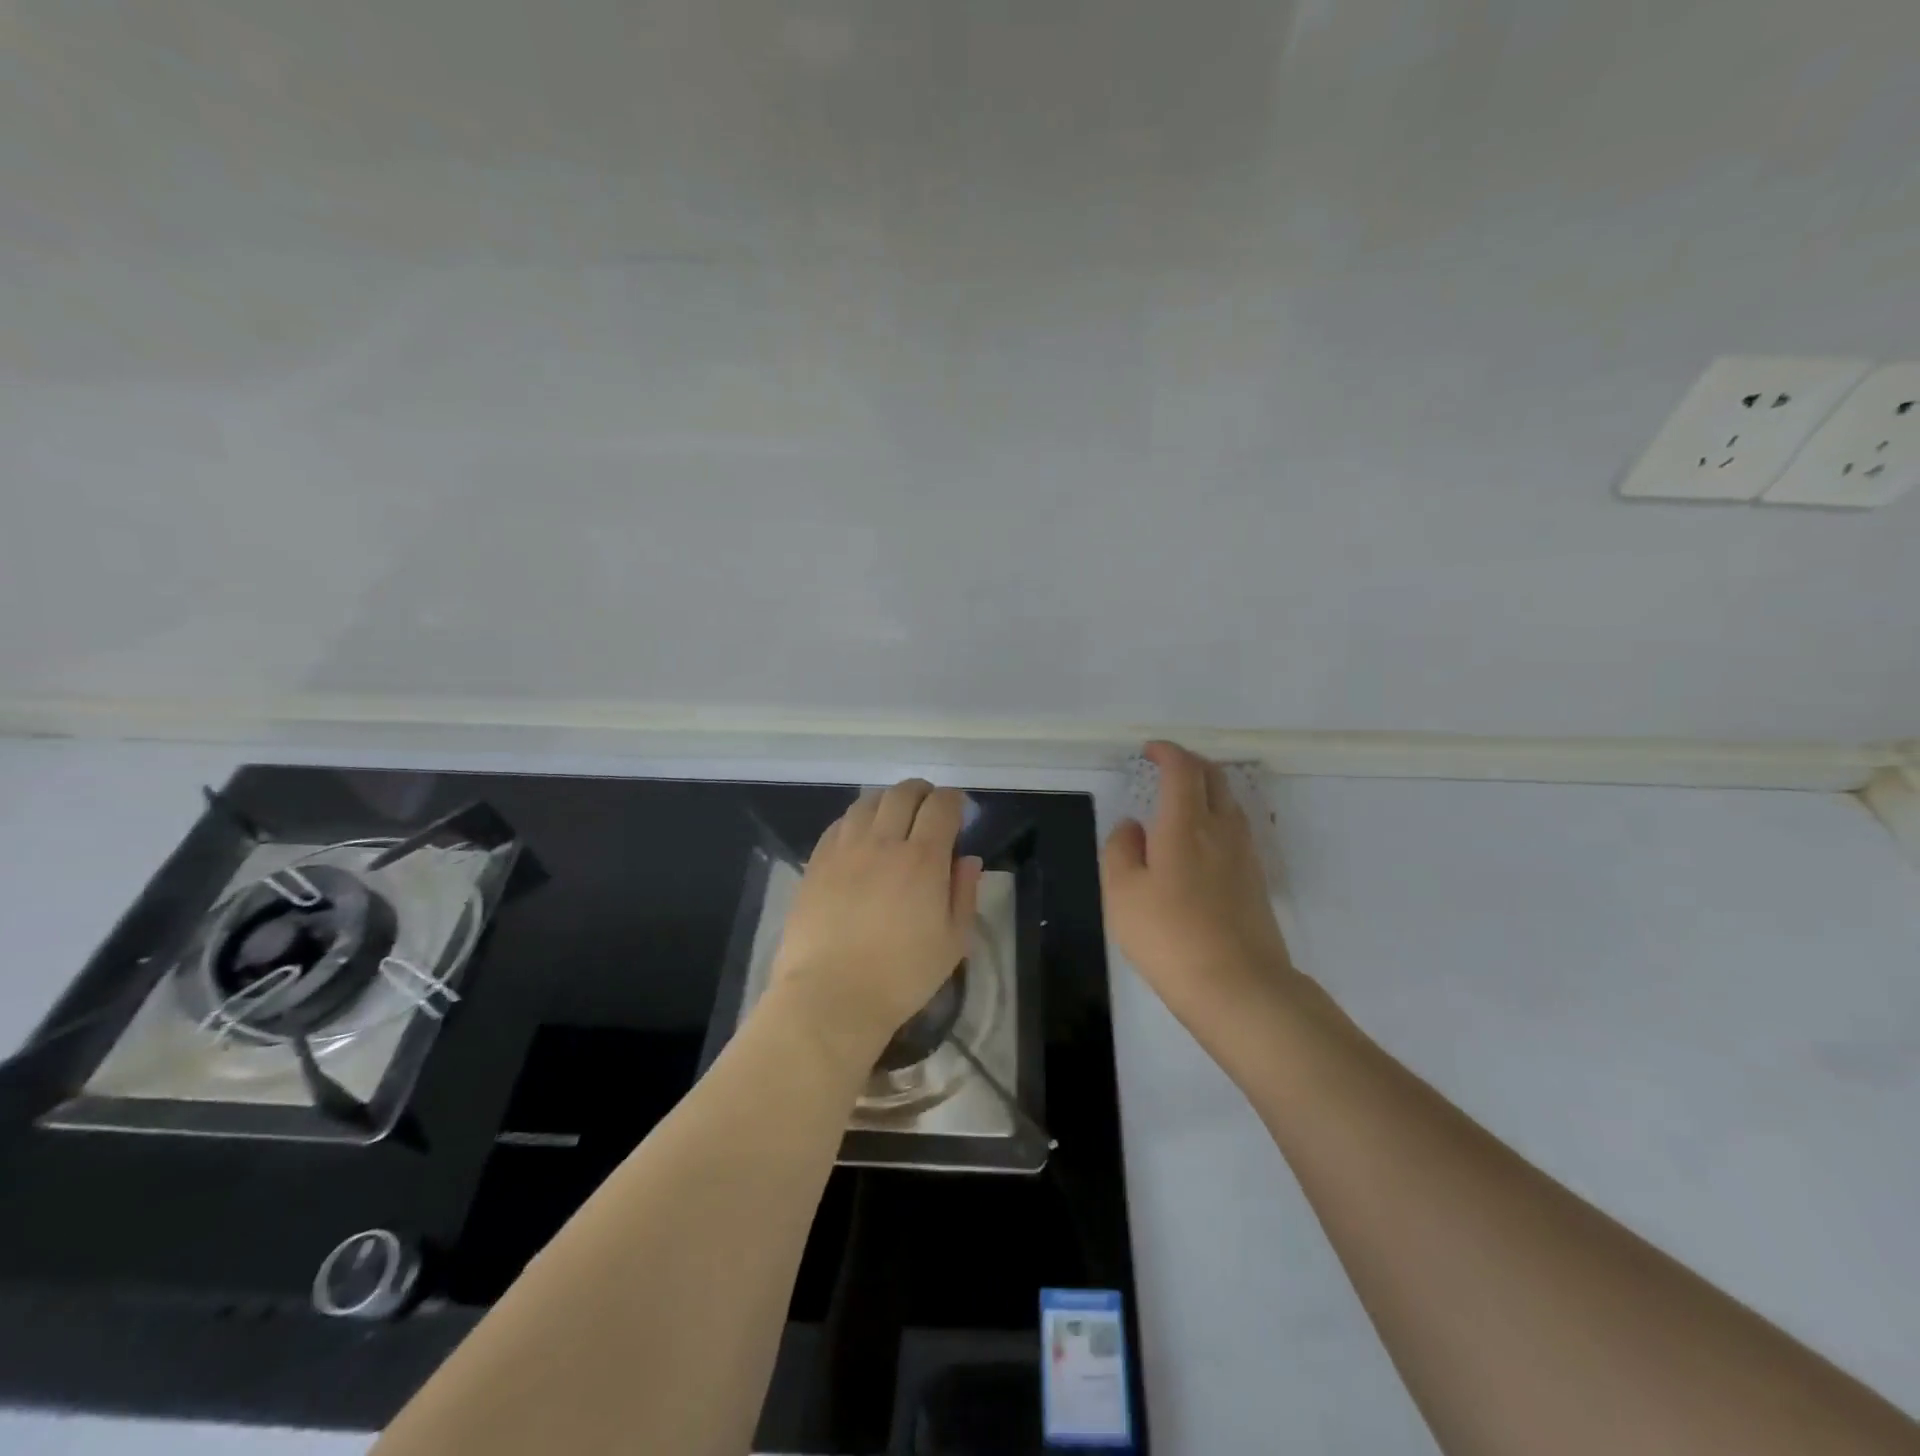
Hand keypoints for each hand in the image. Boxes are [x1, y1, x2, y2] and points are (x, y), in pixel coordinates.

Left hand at [770, 780, 983, 1068]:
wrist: (830, 996)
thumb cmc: (901, 976)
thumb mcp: (952, 942)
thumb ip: (964, 893)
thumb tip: (967, 859)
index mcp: (922, 859)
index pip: (941, 805)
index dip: (953, 800)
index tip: (958, 811)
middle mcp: (883, 842)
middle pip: (903, 793)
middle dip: (922, 793)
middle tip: (929, 809)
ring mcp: (844, 849)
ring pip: (868, 802)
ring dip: (888, 801)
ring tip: (894, 819)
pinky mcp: (816, 862)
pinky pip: (839, 823)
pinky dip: (857, 820)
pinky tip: (860, 838)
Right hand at [1102, 742, 1296, 1043]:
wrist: (1239, 988)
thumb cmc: (1169, 937)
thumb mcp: (1122, 893)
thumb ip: (1121, 849)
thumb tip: (1133, 826)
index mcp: (1185, 824)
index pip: (1183, 769)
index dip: (1167, 752)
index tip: (1149, 751)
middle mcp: (1222, 830)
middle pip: (1215, 777)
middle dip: (1190, 764)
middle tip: (1166, 768)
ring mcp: (1245, 855)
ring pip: (1230, 803)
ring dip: (1207, 790)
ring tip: (1182, 802)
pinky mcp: (1257, 881)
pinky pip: (1237, 831)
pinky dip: (1217, 818)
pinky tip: (1201, 843)